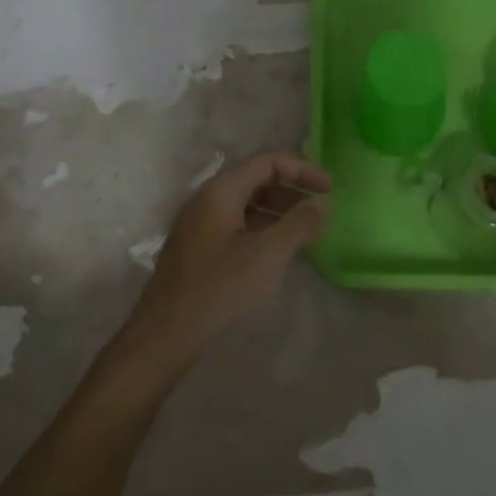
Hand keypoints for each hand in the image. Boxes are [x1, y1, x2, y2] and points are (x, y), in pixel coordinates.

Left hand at [121, 152, 331, 372]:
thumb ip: (299, 224)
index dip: (302, 170)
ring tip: (304, 231)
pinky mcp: (198, 247)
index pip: (268, 161)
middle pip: (256, 179)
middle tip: (319, 210)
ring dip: (278, 211)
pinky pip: (236, 224)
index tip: (330, 190)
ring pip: (246, 203)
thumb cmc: (220, 287)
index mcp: (221, 190)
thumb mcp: (268, 255)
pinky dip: (262, 228)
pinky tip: (277, 251)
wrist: (166, 334)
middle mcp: (207, 198)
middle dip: (291, 190)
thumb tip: (321, 203)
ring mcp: (199, 223)